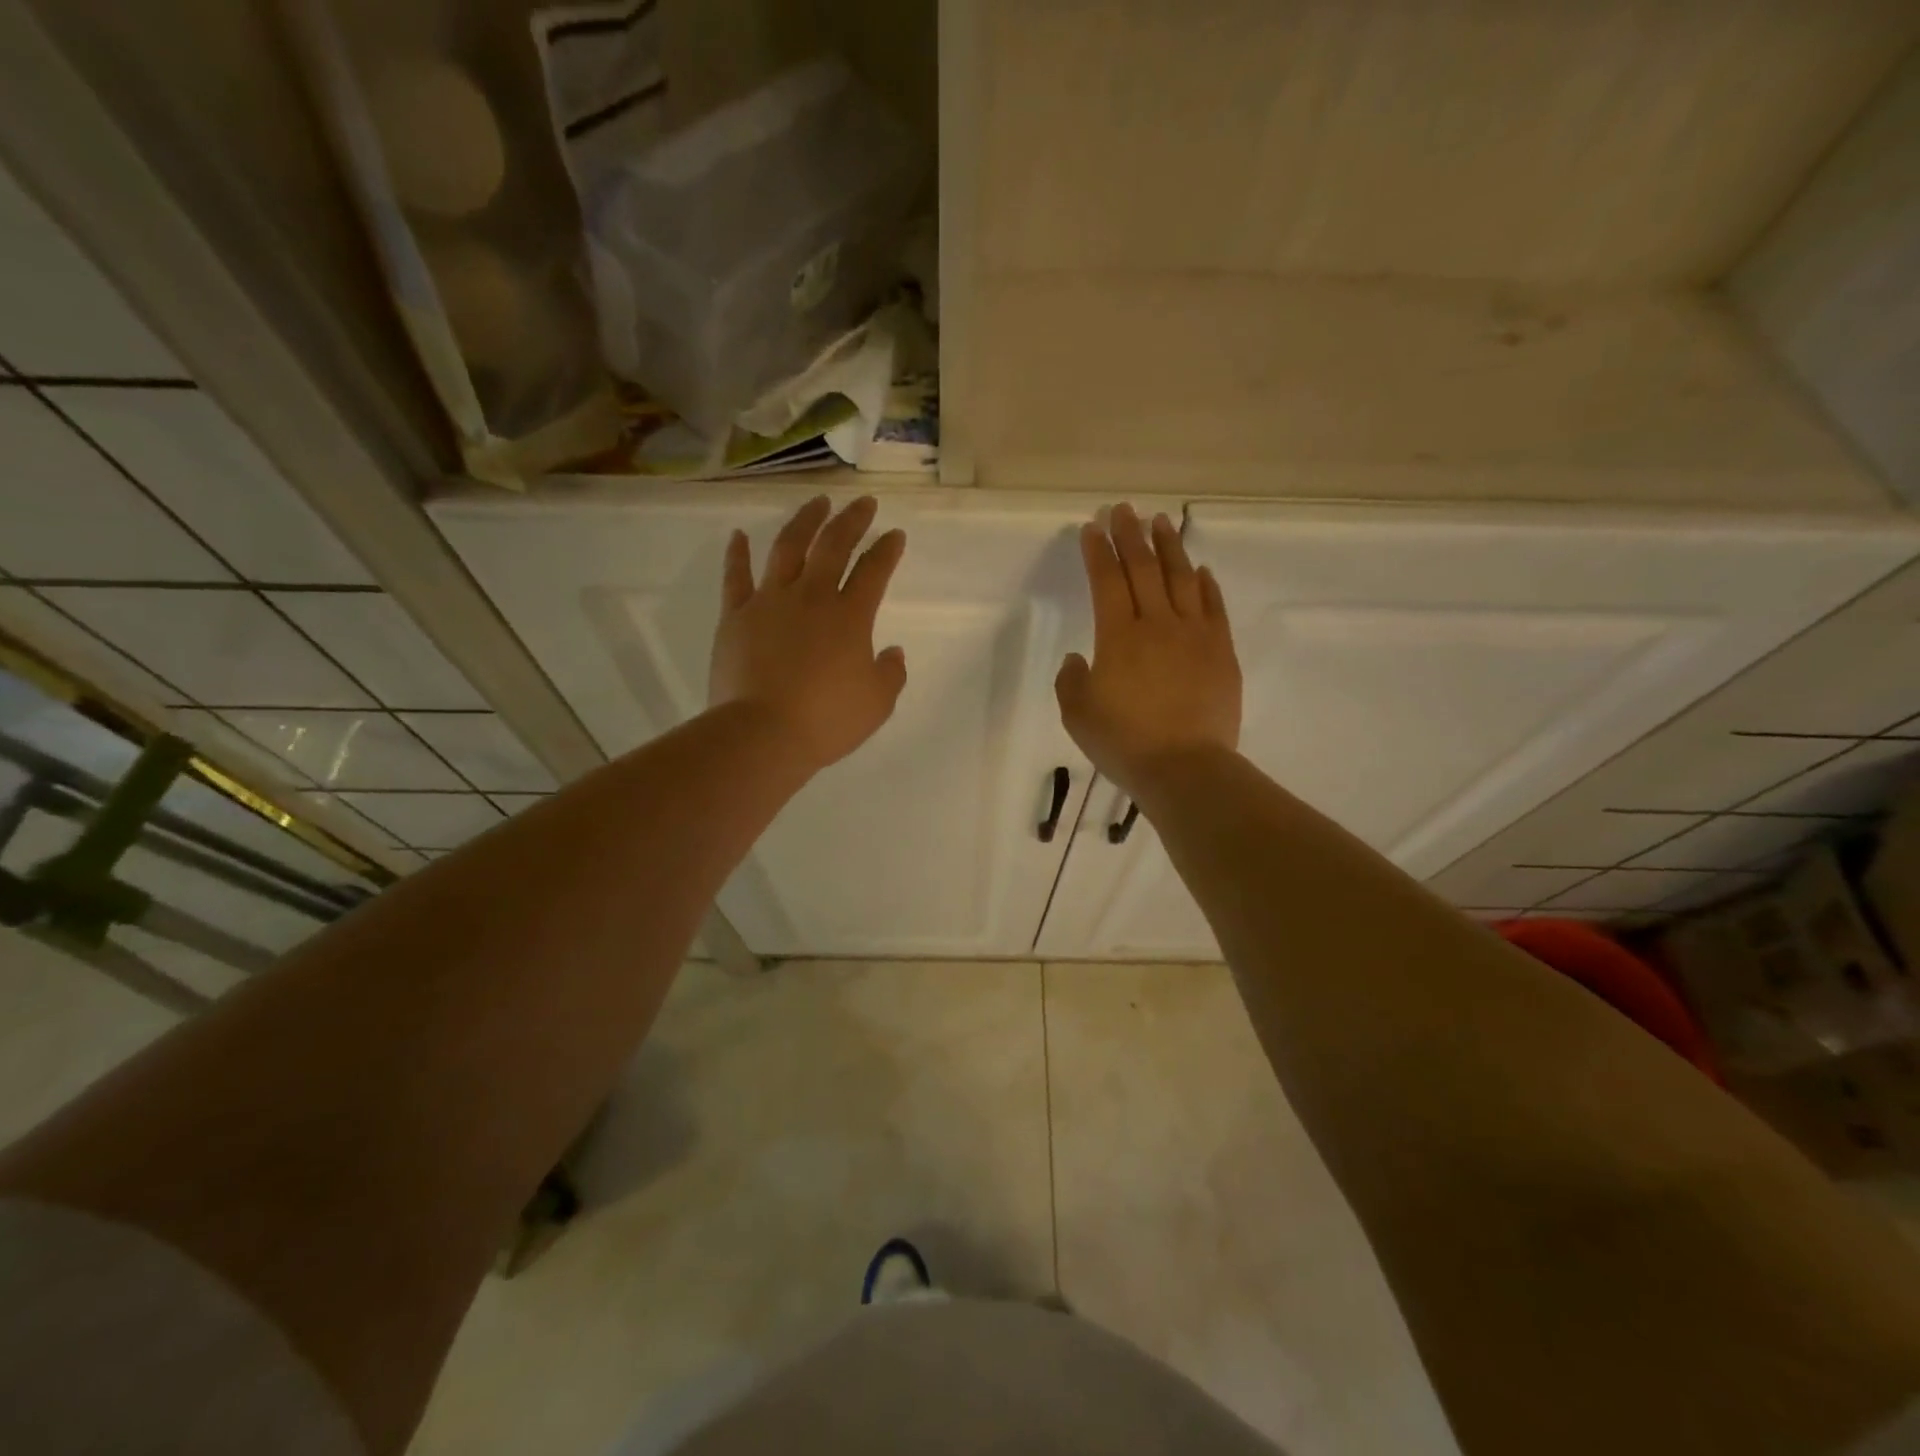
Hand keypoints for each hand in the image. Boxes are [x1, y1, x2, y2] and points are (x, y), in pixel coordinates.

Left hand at [709, 495, 907, 773]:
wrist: (762, 734)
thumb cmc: (826, 720)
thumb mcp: (877, 704)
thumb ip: (891, 673)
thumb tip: (891, 651)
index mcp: (850, 616)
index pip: (874, 571)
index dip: (887, 550)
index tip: (895, 535)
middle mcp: (811, 597)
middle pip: (834, 545)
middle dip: (852, 520)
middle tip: (863, 504)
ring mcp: (770, 602)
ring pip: (788, 547)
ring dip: (804, 521)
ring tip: (817, 502)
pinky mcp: (735, 616)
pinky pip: (735, 577)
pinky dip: (737, 553)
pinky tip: (738, 534)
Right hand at [1056, 504, 1241, 794]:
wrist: (1185, 767)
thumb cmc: (1124, 742)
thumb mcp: (1077, 715)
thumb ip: (1071, 680)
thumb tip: (1079, 657)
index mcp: (1118, 636)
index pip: (1106, 580)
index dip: (1097, 551)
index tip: (1092, 528)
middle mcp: (1157, 624)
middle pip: (1143, 569)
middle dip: (1130, 535)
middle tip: (1123, 510)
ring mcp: (1194, 635)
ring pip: (1181, 578)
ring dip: (1169, 547)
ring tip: (1161, 523)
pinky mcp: (1221, 651)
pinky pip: (1214, 607)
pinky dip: (1206, 584)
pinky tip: (1200, 569)